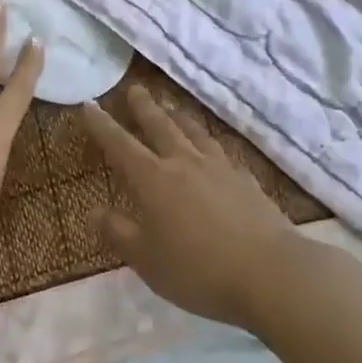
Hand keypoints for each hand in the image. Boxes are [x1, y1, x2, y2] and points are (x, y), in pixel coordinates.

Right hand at [81, 87, 309, 329]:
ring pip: (193, 132)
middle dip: (144, 107)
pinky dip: (210, 143)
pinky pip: (222, 152)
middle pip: (160, 126)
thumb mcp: (147, 260)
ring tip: (171, 105)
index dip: (102, 125)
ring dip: (178, 116)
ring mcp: (220, 169)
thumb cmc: (199, 270)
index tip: (89, 104)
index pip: (120, 145)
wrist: (272, 274)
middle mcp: (184, 163)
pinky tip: (214, 148)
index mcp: (153, 180)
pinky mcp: (247, 181)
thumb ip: (118, 233)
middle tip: (134, 88)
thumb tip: (93, 212)